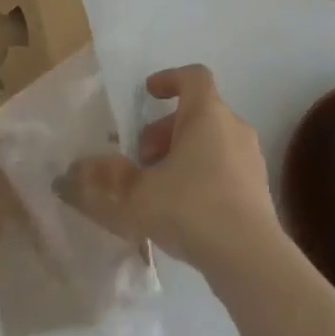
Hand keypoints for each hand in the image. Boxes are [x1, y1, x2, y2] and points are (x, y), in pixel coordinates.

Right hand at [64, 65, 279, 273]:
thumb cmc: (191, 208)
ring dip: (183, 154)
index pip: (193, 76)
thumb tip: (75, 171)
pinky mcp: (260, 191)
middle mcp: (234, 127)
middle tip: (142, 158)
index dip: (169, 79)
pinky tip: (184, 212)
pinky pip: (226, 168)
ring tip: (159, 187)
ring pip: (212, 141)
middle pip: (198, 112)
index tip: (148, 94)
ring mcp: (251, 159)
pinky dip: (203, 176)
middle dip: (165, 129)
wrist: (250, 259)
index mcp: (207, 113)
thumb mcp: (136, 194)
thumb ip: (104, 179)